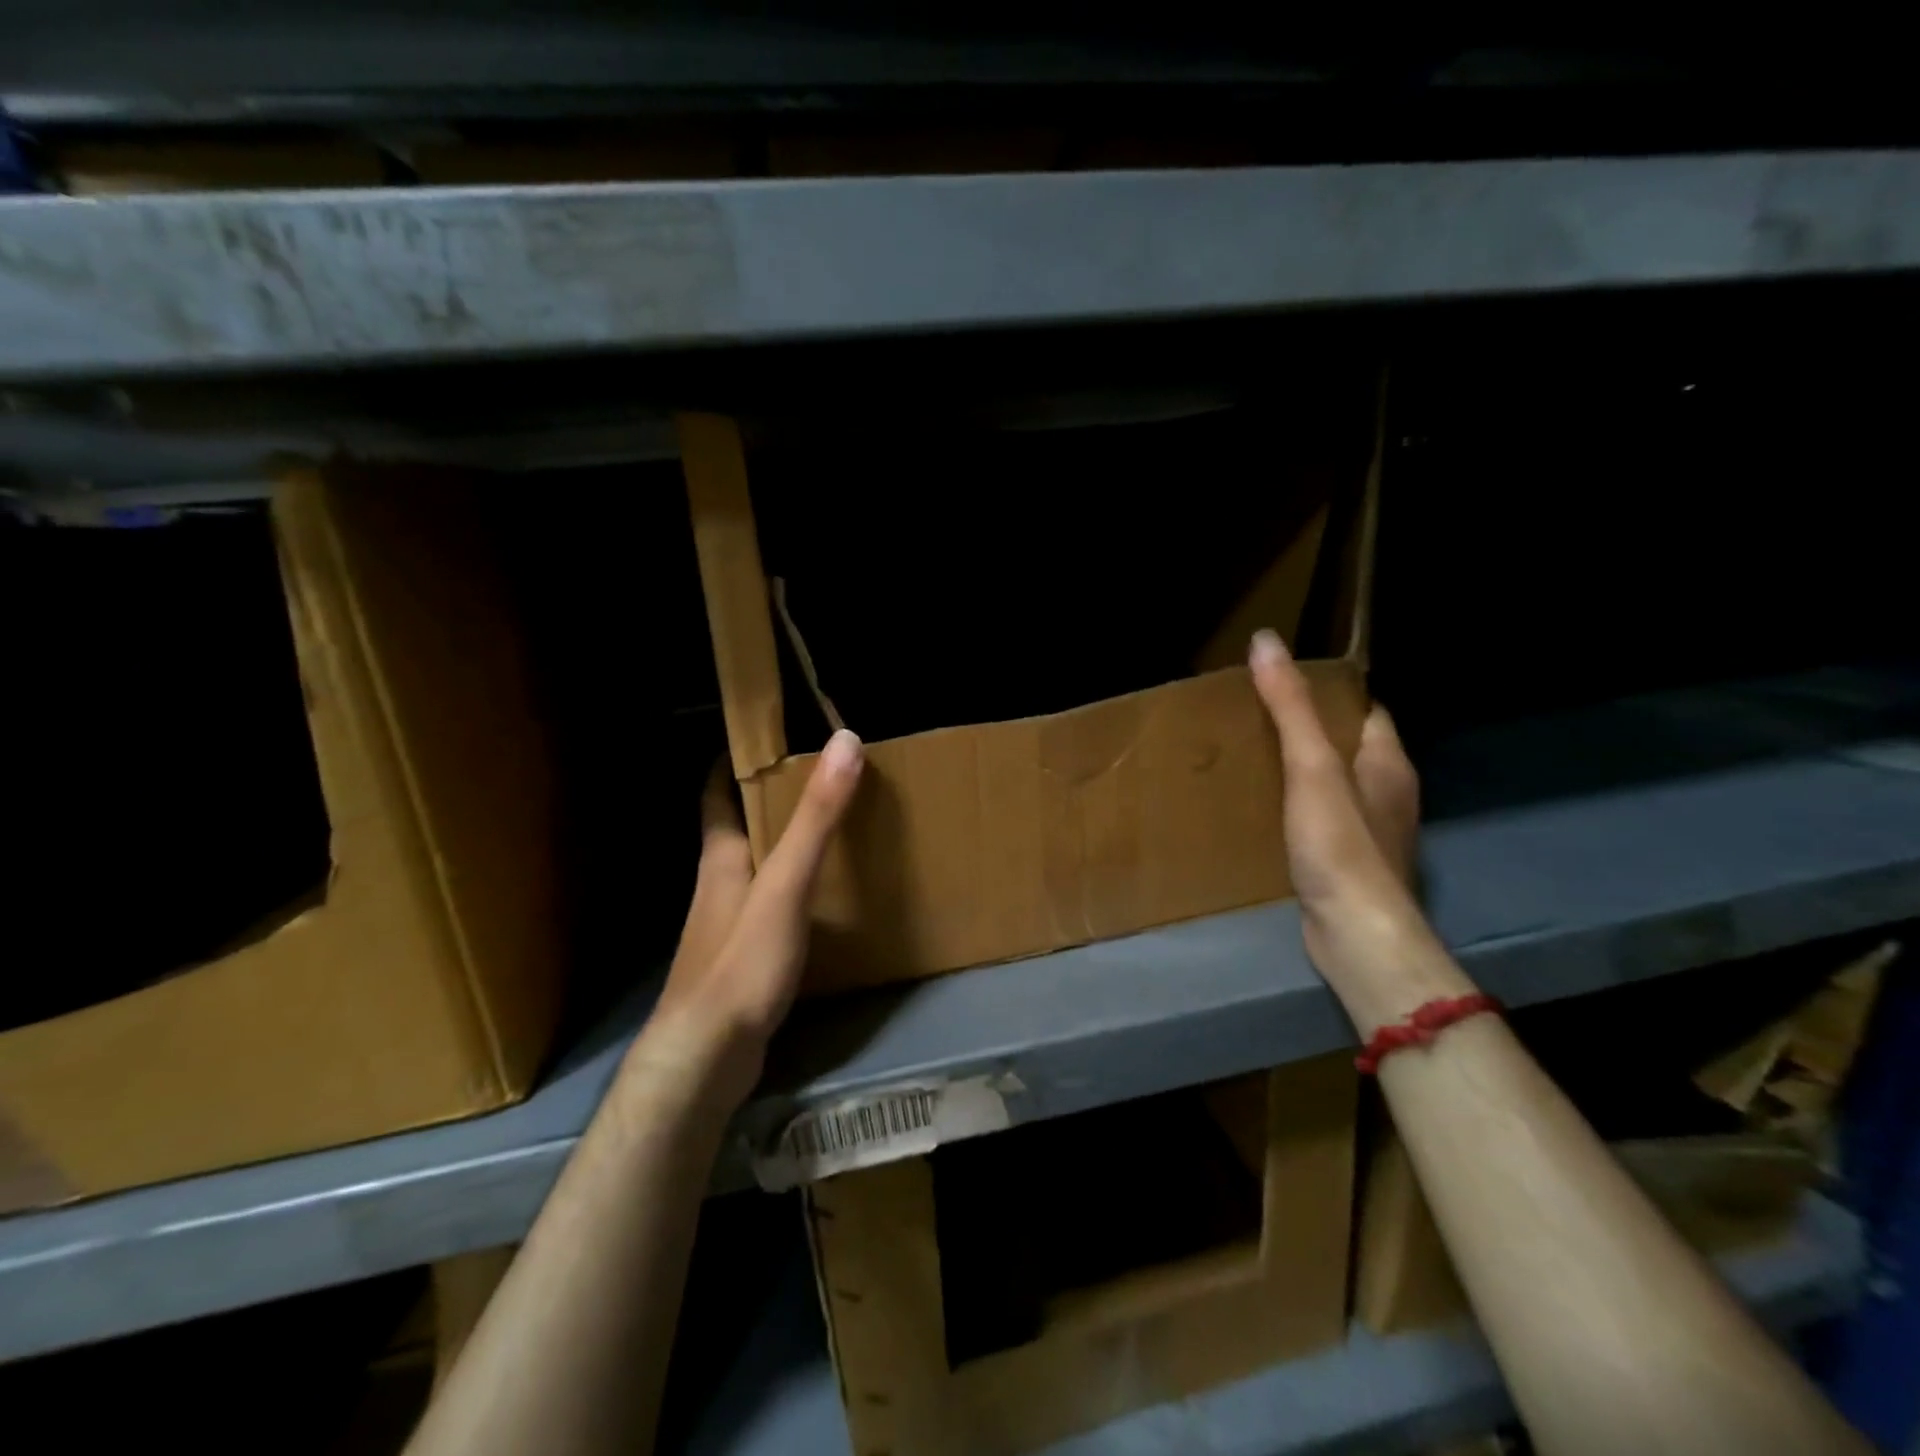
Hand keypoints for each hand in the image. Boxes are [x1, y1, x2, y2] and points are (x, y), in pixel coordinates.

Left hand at [640, 728, 863, 1107]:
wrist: (706, 1058)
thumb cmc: (741, 962)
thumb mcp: (786, 883)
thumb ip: (816, 818)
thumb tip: (844, 742)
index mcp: (721, 857)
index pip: (716, 792)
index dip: (734, 760)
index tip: (768, 737)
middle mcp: (719, 883)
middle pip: (739, 827)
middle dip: (770, 800)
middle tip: (817, 779)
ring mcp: (728, 924)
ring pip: (754, 867)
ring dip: (783, 845)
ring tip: (828, 830)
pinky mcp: (742, 958)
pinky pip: (769, 905)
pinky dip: (792, 888)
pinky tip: (822, 898)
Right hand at [1248, 630, 1465, 1030]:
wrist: (1355, 931)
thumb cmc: (1339, 843)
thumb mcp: (1311, 767)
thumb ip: (1291, 707)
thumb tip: (1267, 641)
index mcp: (1388, 763)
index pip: (1365, 711)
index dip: (1330, 693)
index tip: (1284, 684)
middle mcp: (1387, 793)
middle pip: (1348, 747)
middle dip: (1309, 731)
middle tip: (1256, 719)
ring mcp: (1370, 832)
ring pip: (1334, 785)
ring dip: (1301, 772)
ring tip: (1252, 760)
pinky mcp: (1348, 863)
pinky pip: (1322, 820)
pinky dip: (1297, 809)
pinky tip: (1264, 812)